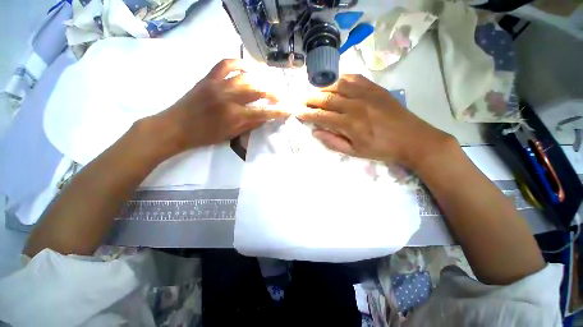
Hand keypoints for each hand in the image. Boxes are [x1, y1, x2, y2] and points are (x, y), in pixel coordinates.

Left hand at [142, 59, 288, 157]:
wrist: (176, 127)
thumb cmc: (204, 136)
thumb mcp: (230, 135)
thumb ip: (249, 125)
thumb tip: (265, 117)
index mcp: (234, 116)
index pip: (263, 112)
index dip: (278, 111)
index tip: (288, 110)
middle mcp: (228, 97)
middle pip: (257, 90)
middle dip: (273, 93)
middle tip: (280, 96)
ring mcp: (217, 84)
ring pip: (245, 76)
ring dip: (260, 80)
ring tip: (267, 84)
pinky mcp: (208, 78)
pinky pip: (225, 64)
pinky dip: (238, 63)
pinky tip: (247, 68)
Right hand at [298, 74, 455, 170]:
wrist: (413, 139)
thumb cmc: (381, 149)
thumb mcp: (355, 152)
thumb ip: (333, 142)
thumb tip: (315, 132)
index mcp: (350, 124)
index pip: (321, 115)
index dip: (307, 113)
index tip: (297, 112)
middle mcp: (356, 105)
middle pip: (327, 97)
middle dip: (310, 98)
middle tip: (300, 98)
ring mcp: (367, 94)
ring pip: (338, 84)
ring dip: (322, 86)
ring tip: (312, 89)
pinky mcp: (376, 88)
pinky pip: (354, 77)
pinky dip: (340, 77)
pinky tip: (333, 81)